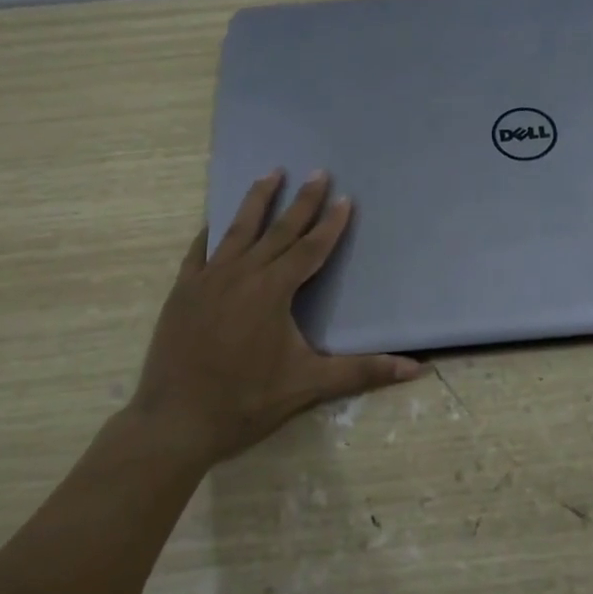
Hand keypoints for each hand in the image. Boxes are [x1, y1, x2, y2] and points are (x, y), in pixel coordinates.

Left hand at [128, 170, 422, 462]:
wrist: (175, 421)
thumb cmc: (246, 401)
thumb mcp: (309, 385)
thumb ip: (362, 372)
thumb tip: (417, 369)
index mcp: (273, 291)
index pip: (310, 249)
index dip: (331, 224)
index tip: (345, 198)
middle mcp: (241, 274)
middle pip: (278, 230)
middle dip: (301, 201)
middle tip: (317, 172)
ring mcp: (207, 281)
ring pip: (237, 230)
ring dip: (257, 201)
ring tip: (271, 173)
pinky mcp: (182, 292)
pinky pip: (199, 252)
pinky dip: (211, 233)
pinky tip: (214, 223)